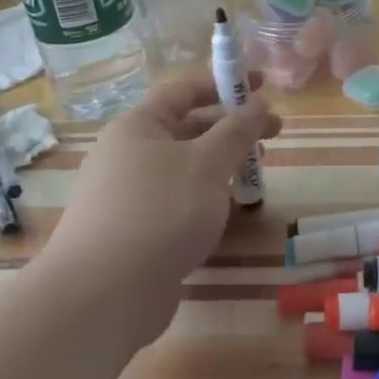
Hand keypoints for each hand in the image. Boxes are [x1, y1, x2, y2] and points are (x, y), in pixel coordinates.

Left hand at [48, 71, 280, 304]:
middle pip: (186, 127)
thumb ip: (236, 131)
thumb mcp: (207, 164)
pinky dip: (206, 196)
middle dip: (231, 127)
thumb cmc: (159, 212)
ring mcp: (130, 194)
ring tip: (255, 173)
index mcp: (138, 126)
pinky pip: (177, 199)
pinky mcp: (136, 230)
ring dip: (222, 163)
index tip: (263, 86)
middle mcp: (128, 154)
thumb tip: (257, 103)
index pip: (184, 90)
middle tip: (274, 133)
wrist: (103, 294)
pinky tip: (227, 210)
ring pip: (184, 166)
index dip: (224, 84)